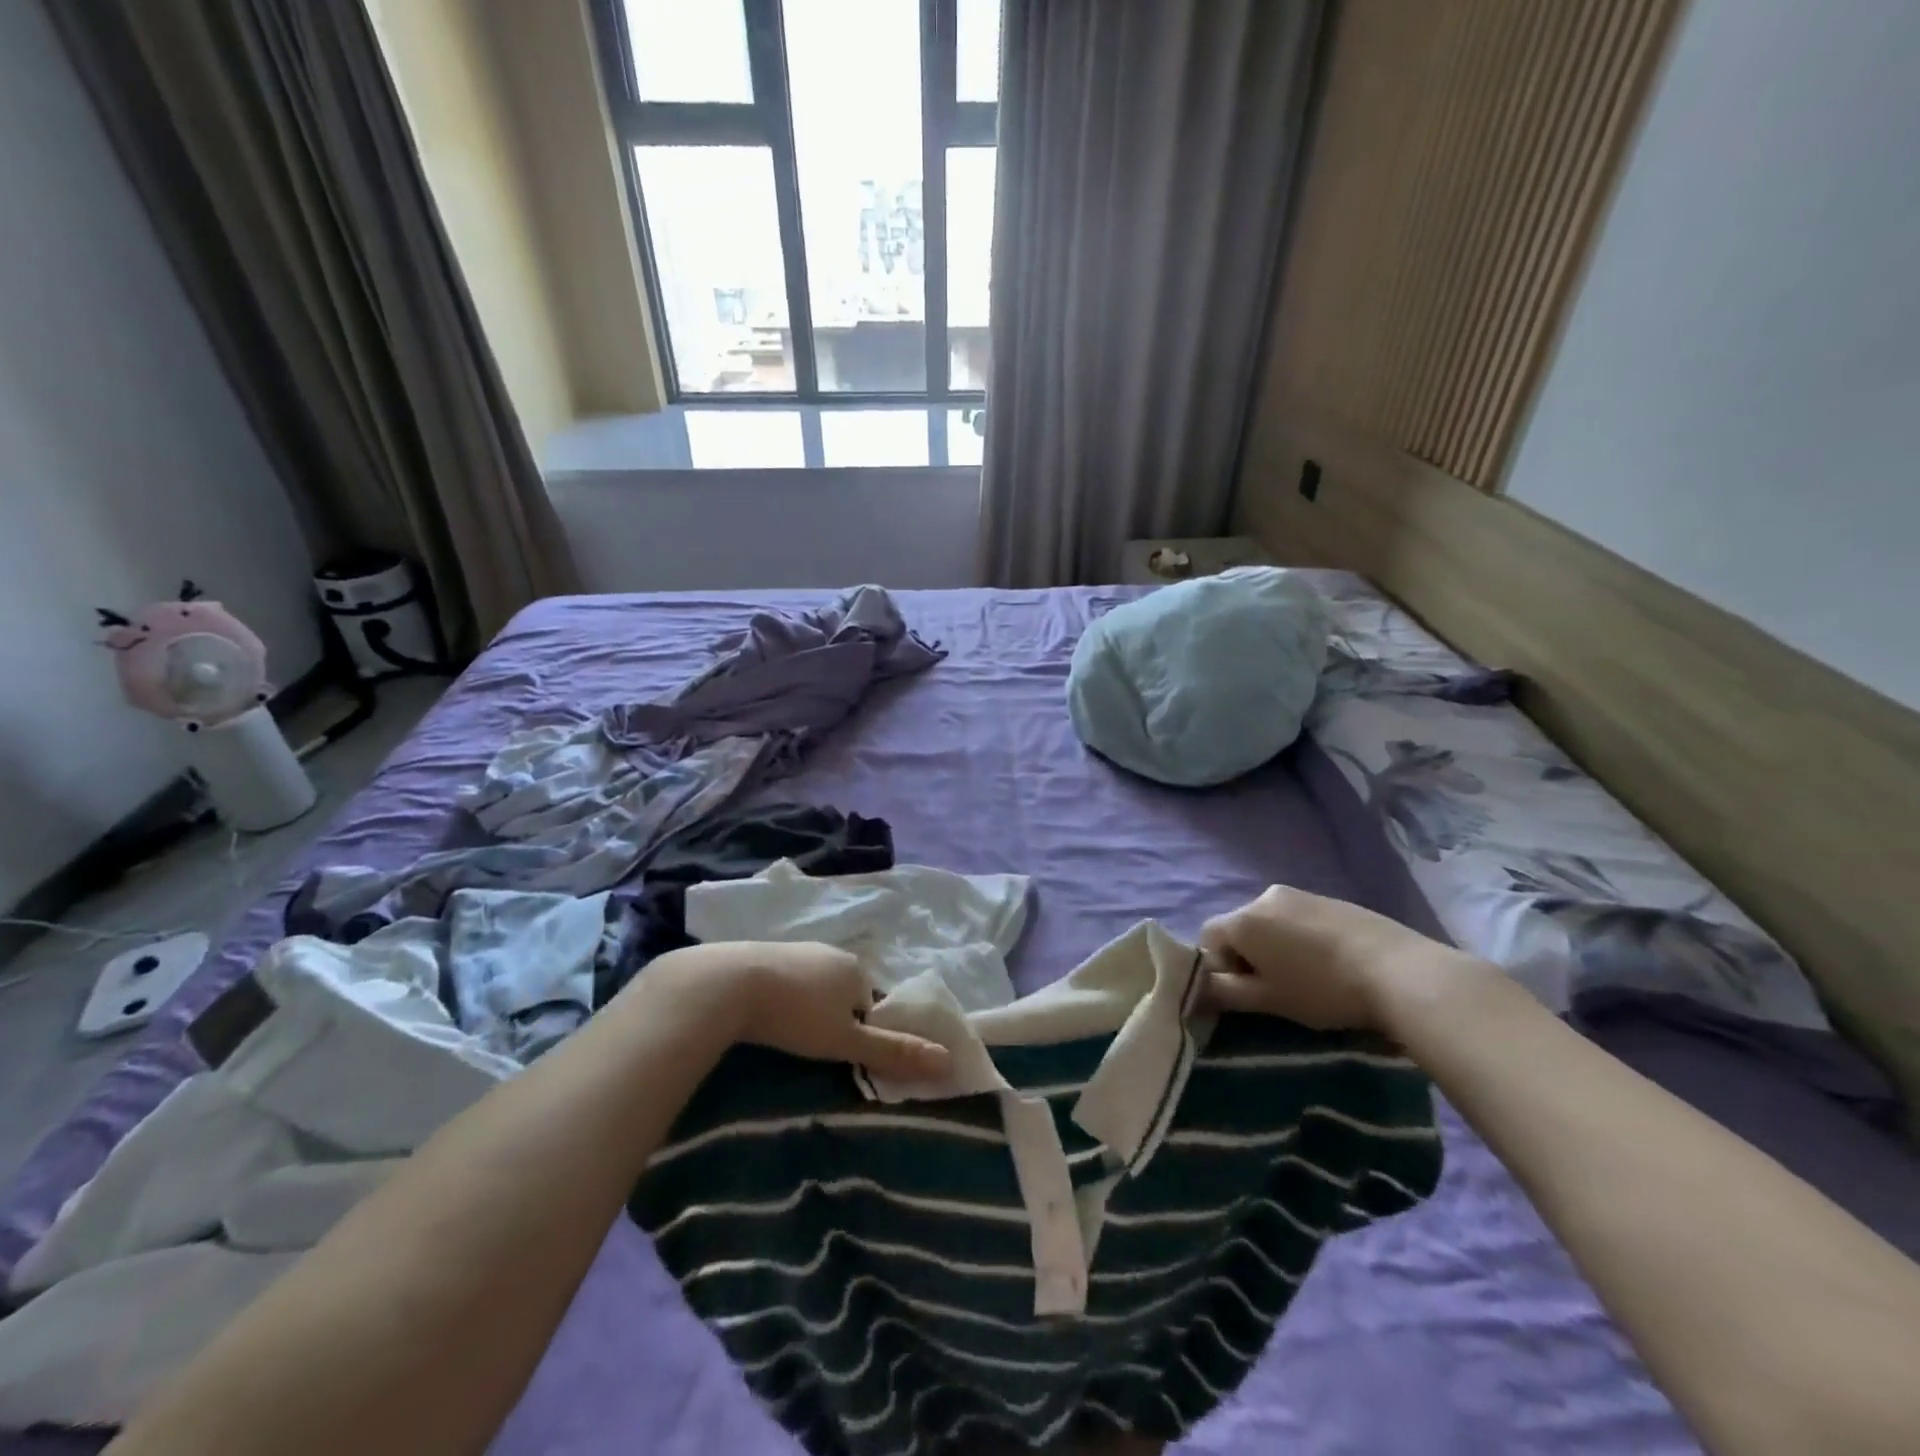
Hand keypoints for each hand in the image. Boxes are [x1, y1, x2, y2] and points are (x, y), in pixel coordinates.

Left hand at [731, 942, 952, 1082]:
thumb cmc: (795, 1014)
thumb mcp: (845, 1041)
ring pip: (811, 984)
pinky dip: (778, 995)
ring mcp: (795, 948)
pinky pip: (783, 977)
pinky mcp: (762, 952)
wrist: (728, 983)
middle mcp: (830, 952)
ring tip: (783, 1033)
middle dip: (831, 1017)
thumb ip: (893, 1052)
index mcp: (856, 969)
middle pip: (841, 992)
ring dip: (803, 1006)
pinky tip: (761, 1013)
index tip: (835, 1052)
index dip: (858, 1031)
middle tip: (808, 1046)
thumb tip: (948, 1063)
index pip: (869, 1005)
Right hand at [1199, 885, 1464, 1031]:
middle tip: (1274, 988)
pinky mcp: (1329, 898)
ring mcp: (1299, 894)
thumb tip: (1199, 988)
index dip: (1218, 966)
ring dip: (1274, 946)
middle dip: (1246, 955)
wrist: (1398, 970)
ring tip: (1305, 976)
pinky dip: (1299, 938)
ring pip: (1269, 922)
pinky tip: (1327, 962)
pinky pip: (1297, 918)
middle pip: (1239, 927)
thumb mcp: (1269, 1000)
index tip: (1245, 992)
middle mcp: (1264, 897)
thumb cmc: (1322, 989)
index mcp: (1243, 919)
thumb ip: (1226, 992)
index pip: (1207, 938)